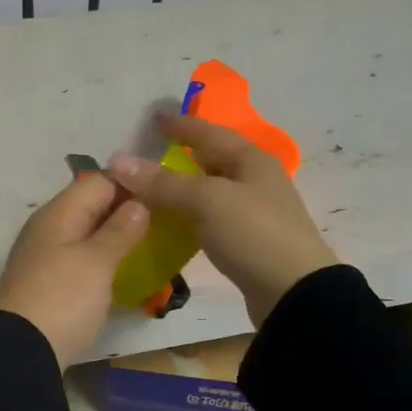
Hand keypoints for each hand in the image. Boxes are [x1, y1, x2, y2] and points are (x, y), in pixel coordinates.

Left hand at [0, 172, 149, 366]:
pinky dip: (102, 260)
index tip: (165, 193)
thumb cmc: (63, 298)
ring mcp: (46, 257)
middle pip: (91, 207)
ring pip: (86, 234)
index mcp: (59, 213)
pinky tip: (123, 271)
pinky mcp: (49, 284)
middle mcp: (49, 228)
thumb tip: (138, 203)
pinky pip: (80, 259)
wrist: (21, 351)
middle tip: (166, 221)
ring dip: (115, 237)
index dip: (131, 183)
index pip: (99, 182)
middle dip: (126, 211)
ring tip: (152, 244)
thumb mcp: (97, 261)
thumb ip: (120, 230)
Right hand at [110, 112, 338, 325]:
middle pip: (214, 159)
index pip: (210, 132)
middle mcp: (257, 179)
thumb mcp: (206, 201)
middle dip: (184, 155)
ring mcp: (256, 211)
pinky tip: (174, 223)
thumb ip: (163, 182)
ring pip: (213, 190)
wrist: (293, 292)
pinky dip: (192, 214)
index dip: (181, 125)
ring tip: (155, 189)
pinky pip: (213, 217)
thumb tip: (118, 161)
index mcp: (252, 159)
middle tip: (151, 155)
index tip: (154, 118)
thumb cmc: (253, 234)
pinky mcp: (250, 240)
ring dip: (185, 188)